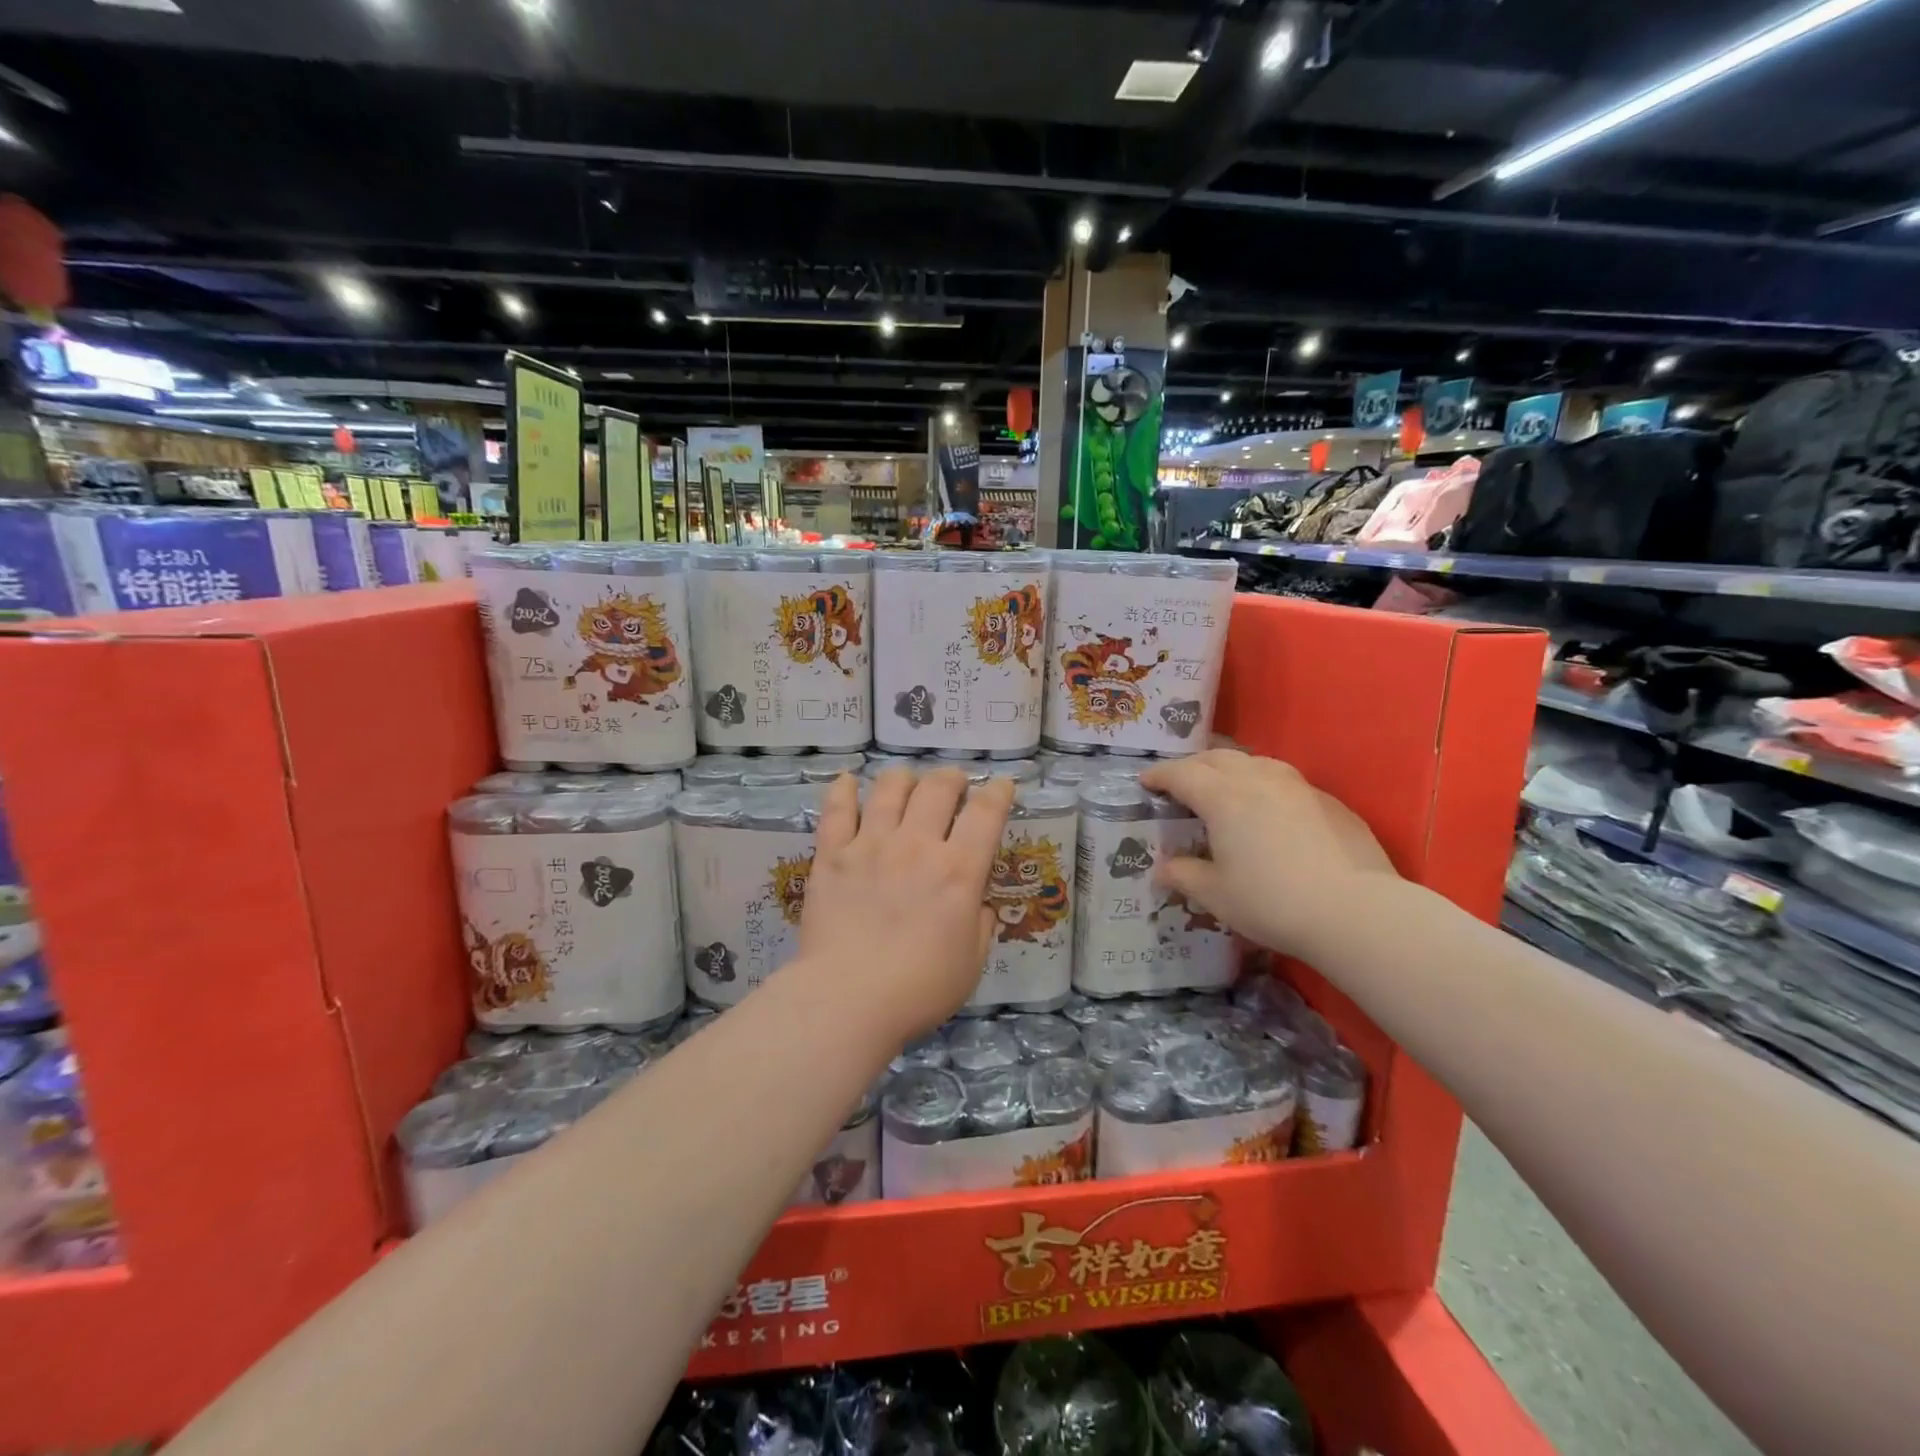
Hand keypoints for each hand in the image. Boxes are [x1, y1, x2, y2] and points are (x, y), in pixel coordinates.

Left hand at [796, 768, 1015, 1041]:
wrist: (848, 999)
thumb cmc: (919, 989)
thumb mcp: (971, 964)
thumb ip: (980, 926)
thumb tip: (979, 904)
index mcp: (958, 871)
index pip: (986, 814)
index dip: (998, 792)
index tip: (1002, 784)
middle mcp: (917, 846)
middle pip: (938, 789)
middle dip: (952, 778)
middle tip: (954, 783)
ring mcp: (871, 845)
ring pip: (890, 789)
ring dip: (905, 778)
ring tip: (908, 781)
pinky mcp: (832, 855)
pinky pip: (837, 810)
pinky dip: (843, 790)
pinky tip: (848, 780)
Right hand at [1139, 749, 1399, 959]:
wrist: (1356, 912)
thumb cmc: (1272, 902)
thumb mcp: (1216, 895)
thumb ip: (1185, 876)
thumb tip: (1164, 869)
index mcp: (1223, 797)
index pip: (1182, 774)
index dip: (1159, 775)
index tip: (1145, 782)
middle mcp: (1259, 780)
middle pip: (1218, 757)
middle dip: (1193, 765)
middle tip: (1180, 782)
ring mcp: (1299, 787)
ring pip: (1256, 762)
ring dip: (1232, 768)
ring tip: (1225, 787)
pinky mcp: (1331, 803)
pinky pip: (1287, 782)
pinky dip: (1266, 786)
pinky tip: (1272, 811)